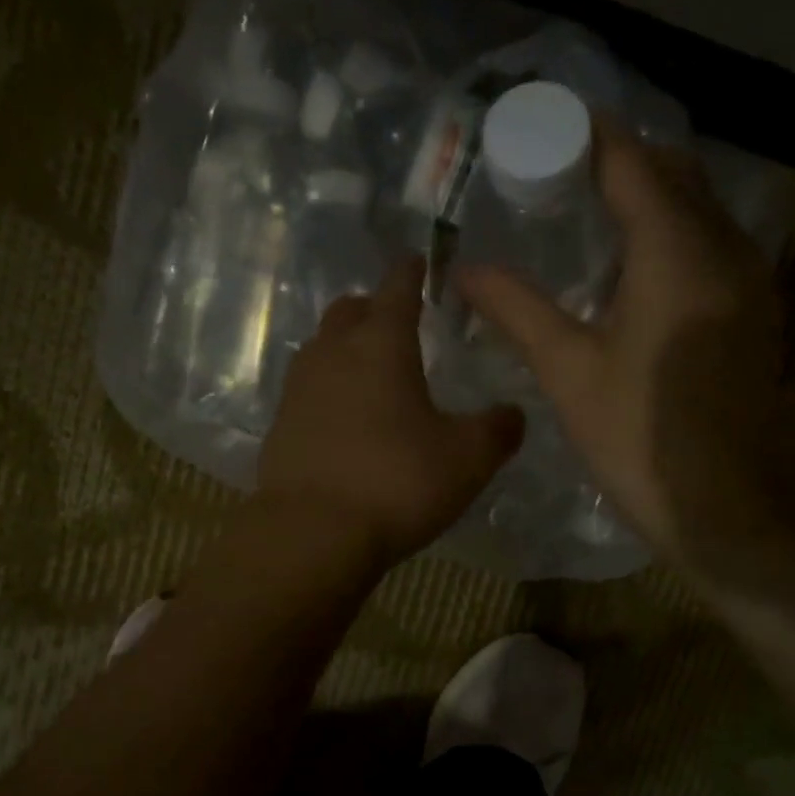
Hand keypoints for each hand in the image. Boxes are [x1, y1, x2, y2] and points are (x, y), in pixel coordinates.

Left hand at [259, 257, 523, 565]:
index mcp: (382, 345)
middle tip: (395, 320)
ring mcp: (299, 390)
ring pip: (322, 349)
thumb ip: (497, 430)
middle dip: (372, 308)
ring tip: (370, 370)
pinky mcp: (280, 427)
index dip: (410, 272)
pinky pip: (307, 392)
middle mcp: (333, 354)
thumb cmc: (398, 482)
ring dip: (345, 348)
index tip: (417, 261)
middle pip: (349, 312)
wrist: (313, 534)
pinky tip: (344, 419)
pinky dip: (328, 391)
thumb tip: (514, 414)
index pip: (397, 289)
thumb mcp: (468, 458)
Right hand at [455, 122, 794, 578]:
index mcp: (677, 251)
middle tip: (558, 175)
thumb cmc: (642, 439)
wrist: (730, 511)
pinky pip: (712, 246)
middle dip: (619, 161)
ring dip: (649, 198)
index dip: (588, 137)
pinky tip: (632, 272)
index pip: (632, 161)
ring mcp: (749, 281)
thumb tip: (465, 270)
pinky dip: (673, 236)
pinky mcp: (755, 315)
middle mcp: (724, 249)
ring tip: (588, 216)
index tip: (542, 129)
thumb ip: (518, 310)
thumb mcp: (570, 372)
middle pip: (673, 174)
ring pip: (699, 209)